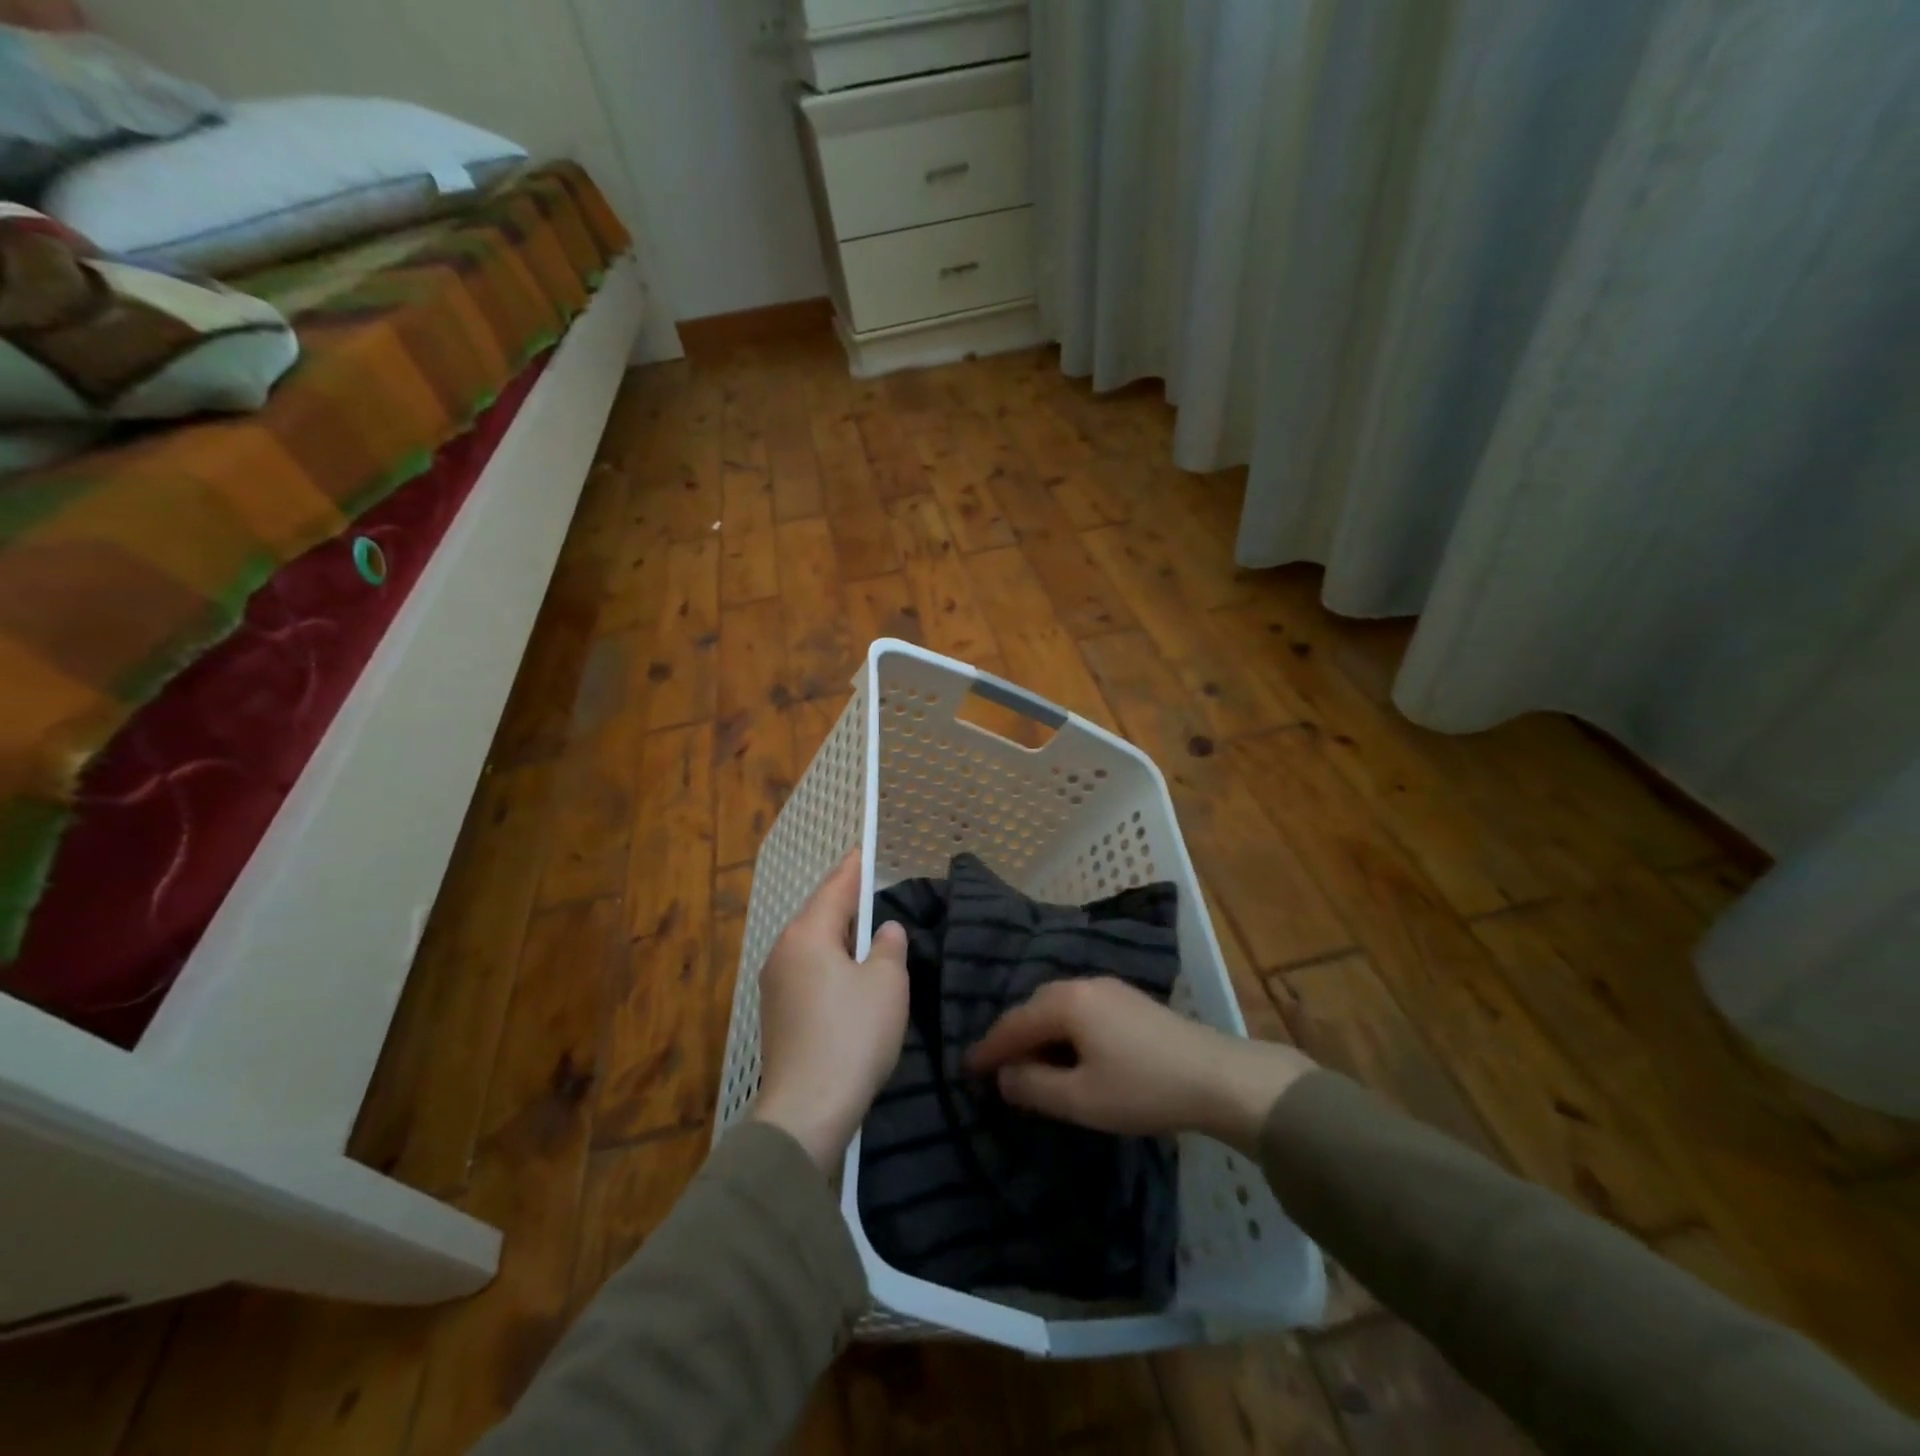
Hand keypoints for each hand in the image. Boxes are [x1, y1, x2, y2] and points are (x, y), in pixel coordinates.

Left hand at [752, 851, 909, 1170]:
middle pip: (819, 914)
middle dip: (845, 901)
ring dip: (838, 934)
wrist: (807, 1109)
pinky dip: (829, 961)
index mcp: (808, 934)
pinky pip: (807, 970)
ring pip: (812, 944)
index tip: (863, 849)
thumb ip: (889, 947)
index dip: (853, 868)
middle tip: (871, 888)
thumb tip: (885, 930)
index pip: (835, 887)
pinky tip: (848, 973)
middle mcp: (783, 951)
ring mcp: (775, 984)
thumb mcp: (886, 984)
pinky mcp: (777, 1014)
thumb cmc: (852, 1035)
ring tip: (865, 929)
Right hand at [965, 978, 1315, 1153]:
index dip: (988, 1049)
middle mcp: (1082, 984)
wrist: (1218, 1076)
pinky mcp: (1129, 999)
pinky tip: (1069, 1051)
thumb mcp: (1081, 1099)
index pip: (1013, 1024)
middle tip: (996, 1069)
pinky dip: (1063, 1029)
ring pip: (1057, 1006)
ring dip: (1039, 1033)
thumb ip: (1034, 1086)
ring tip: (1030, 1063)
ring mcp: (1109, 988)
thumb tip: (1004, 1075)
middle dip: (1012, 1038)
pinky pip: (1079, 1008)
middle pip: (1033, 1008)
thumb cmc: (1143, 1089)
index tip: (966, 1069)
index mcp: (1065, 1003)